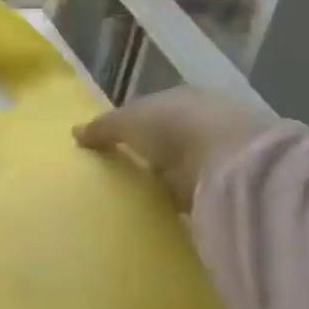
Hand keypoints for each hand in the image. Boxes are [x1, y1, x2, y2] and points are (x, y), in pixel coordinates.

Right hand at [74, 86, 275, 210]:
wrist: (231, 162)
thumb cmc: (174, 127)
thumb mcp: (127, 121)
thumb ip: (102, 127)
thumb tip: (74, 132)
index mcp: (181, 97)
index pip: (153, 109)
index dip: (133, 125)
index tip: (114, 146)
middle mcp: (206, 119)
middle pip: (171, 136)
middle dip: (153, 153)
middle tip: (126, 173)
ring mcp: (223, 152)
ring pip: (188, 164)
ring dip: (172, 178)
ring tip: (144, 197)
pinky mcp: (233, 184)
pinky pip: (201, 191)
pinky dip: (188, 200)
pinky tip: (170, 212)